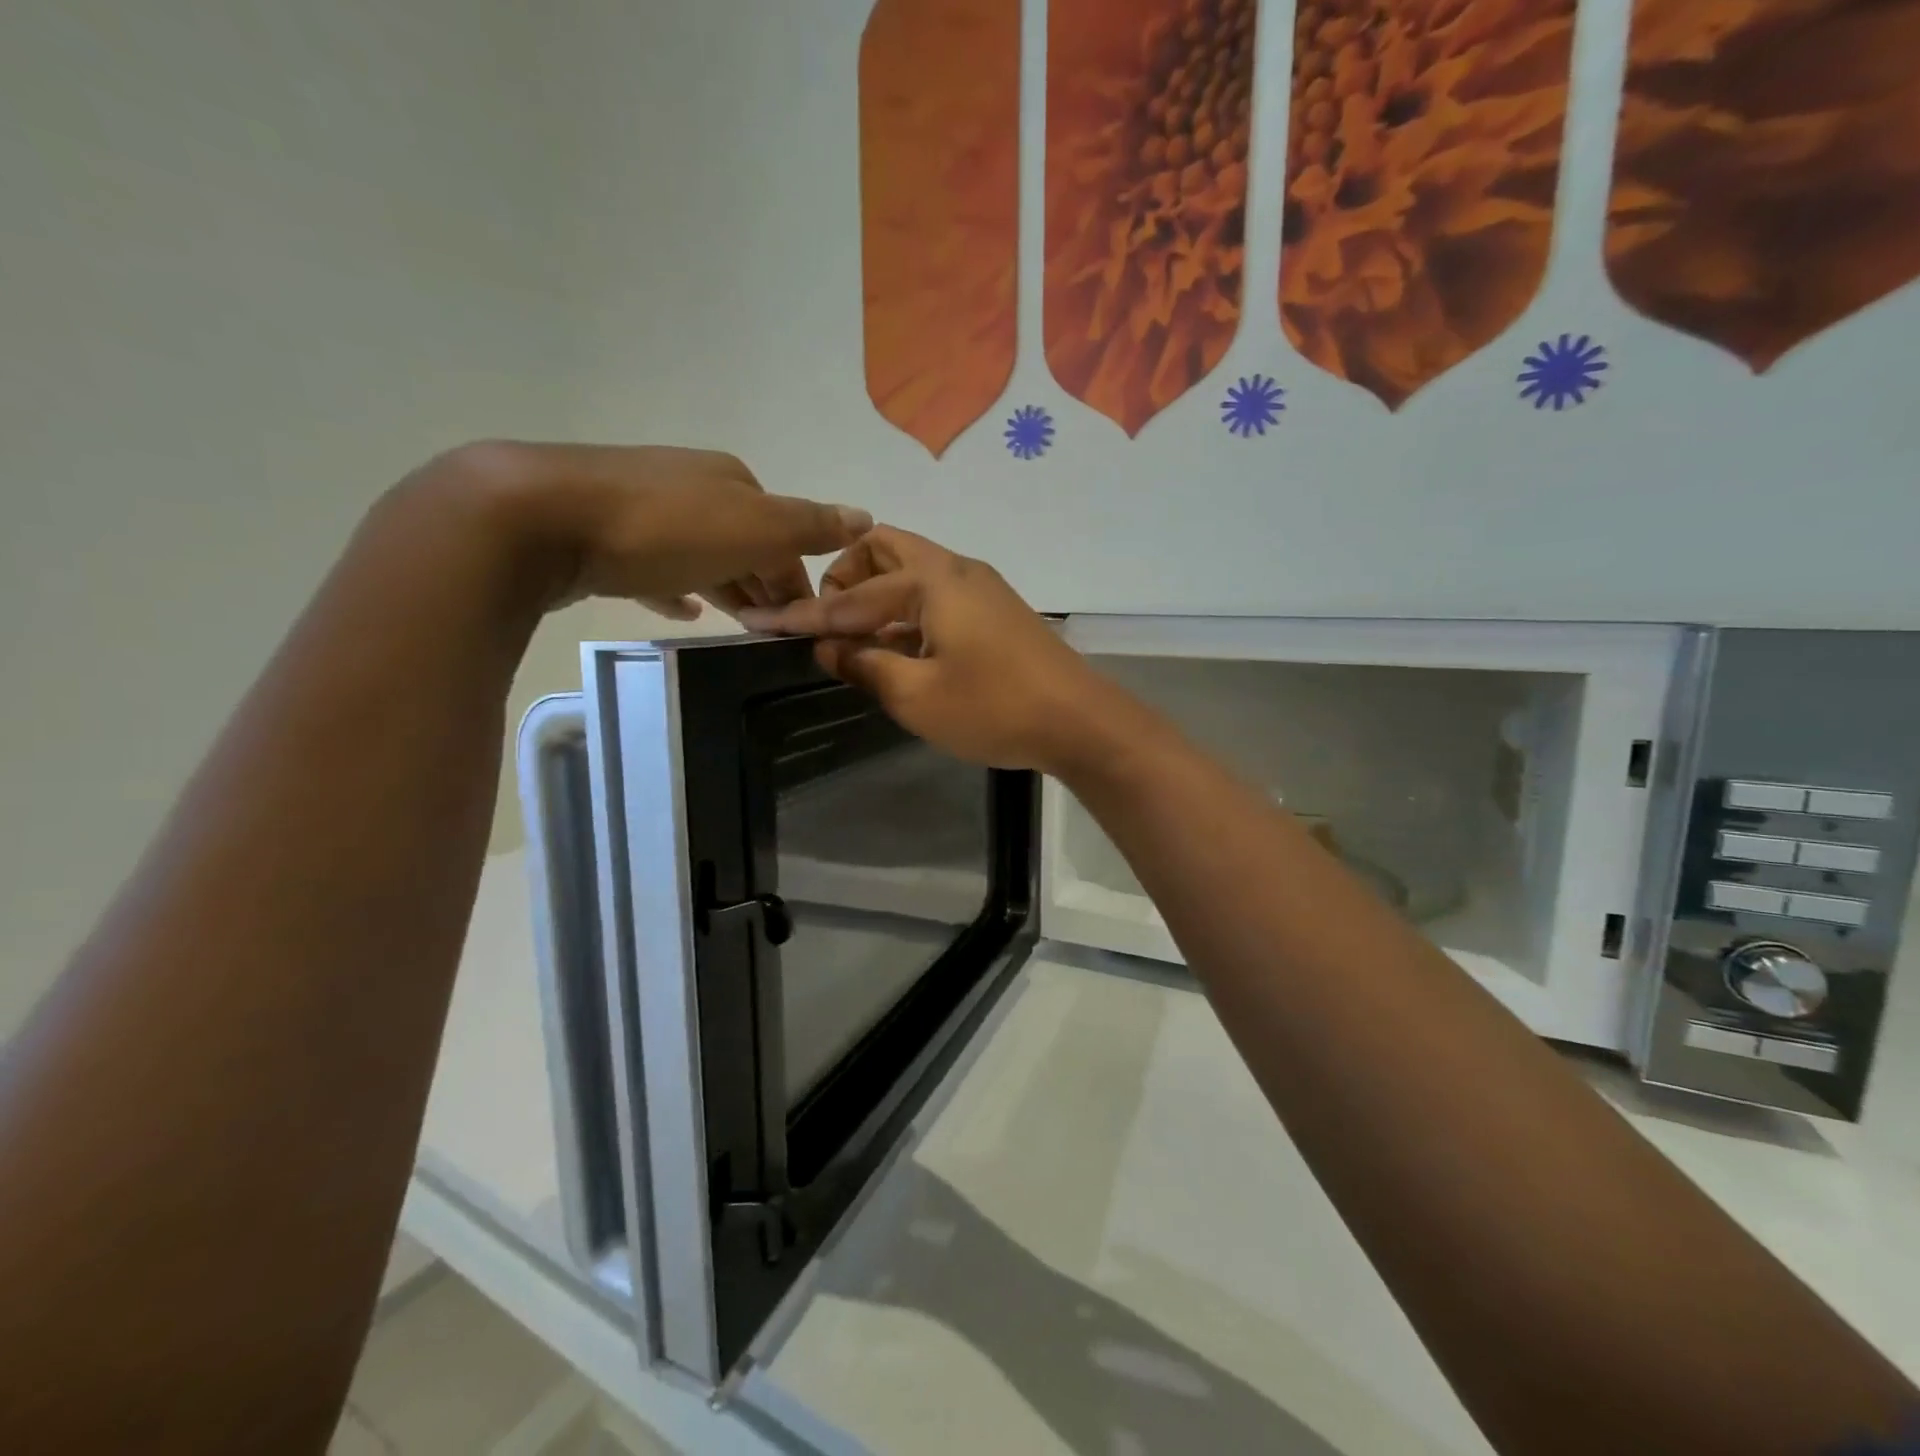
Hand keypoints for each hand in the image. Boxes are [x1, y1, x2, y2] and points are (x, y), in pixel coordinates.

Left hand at [406, 441, 870, 619]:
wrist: (540, 517)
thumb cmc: (664, 527)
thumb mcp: (754, 528)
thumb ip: (809, 525)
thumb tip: (866, 515)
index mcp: (732, 481)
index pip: (784, 532)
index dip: (799, 577)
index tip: (804, 624)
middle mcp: (692, 486)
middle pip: (745, 543)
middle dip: (765, 584)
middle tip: (776, 633)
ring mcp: (643, 508)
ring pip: (702, 555)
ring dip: (727, 587)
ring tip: (742, 628)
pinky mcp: (603, 536)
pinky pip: (655, 569)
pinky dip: (677, 588)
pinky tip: (681, 612)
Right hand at [740, 526, 1115, 771]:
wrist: (1080, 721)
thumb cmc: (994, 708)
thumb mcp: (917, 696)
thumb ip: (866, 666)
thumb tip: (828, 648)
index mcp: (932, 581)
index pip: (853, 596)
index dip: (805, 614)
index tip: (762, 622)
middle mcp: (956, 569)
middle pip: (884, 550)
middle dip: (846, 579)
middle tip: (829, 623)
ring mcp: (981, 588)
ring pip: (912, 573)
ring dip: (878, 598)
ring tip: (858, 645)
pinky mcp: (996, 611)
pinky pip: (937, 596)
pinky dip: (907, 614)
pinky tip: (899, 652)